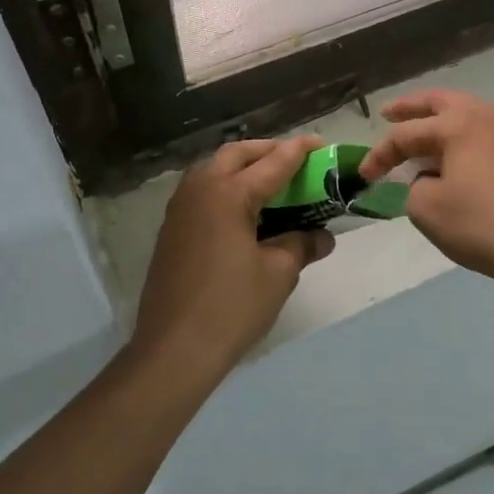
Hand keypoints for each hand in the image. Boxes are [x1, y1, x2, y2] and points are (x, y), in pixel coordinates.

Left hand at [130, 137, 334, 374]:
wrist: (173, 349)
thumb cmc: (232, 307)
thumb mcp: (278, 274)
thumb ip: (301, 244)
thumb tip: (322, 236)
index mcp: (229, 193)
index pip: (273, 163)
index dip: (299, 152)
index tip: (320, 144)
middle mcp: (200, 189)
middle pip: (236, 154)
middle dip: (266, 151)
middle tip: (294, 163)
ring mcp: (179, 209)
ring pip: (213, 170)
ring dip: (242, 168)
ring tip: (269, 184)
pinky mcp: (171, 230)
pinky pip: (202, 193)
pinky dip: (225, 189)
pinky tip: (242, 212)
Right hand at [359, 90, 493, 288]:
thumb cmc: (481, 225)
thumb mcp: (426, 208)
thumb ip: (414, 186)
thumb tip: (429, 180)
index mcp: (460, 123)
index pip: (407, 133)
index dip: (380, 153)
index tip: (365, 175)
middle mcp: (488, 116)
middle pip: (441, 102)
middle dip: (411, 107)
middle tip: (388, 113)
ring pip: (468, 115)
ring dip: (440, 123)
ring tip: (420, 139)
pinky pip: (486, 134)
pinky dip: (463, 139)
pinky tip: (454, 160)